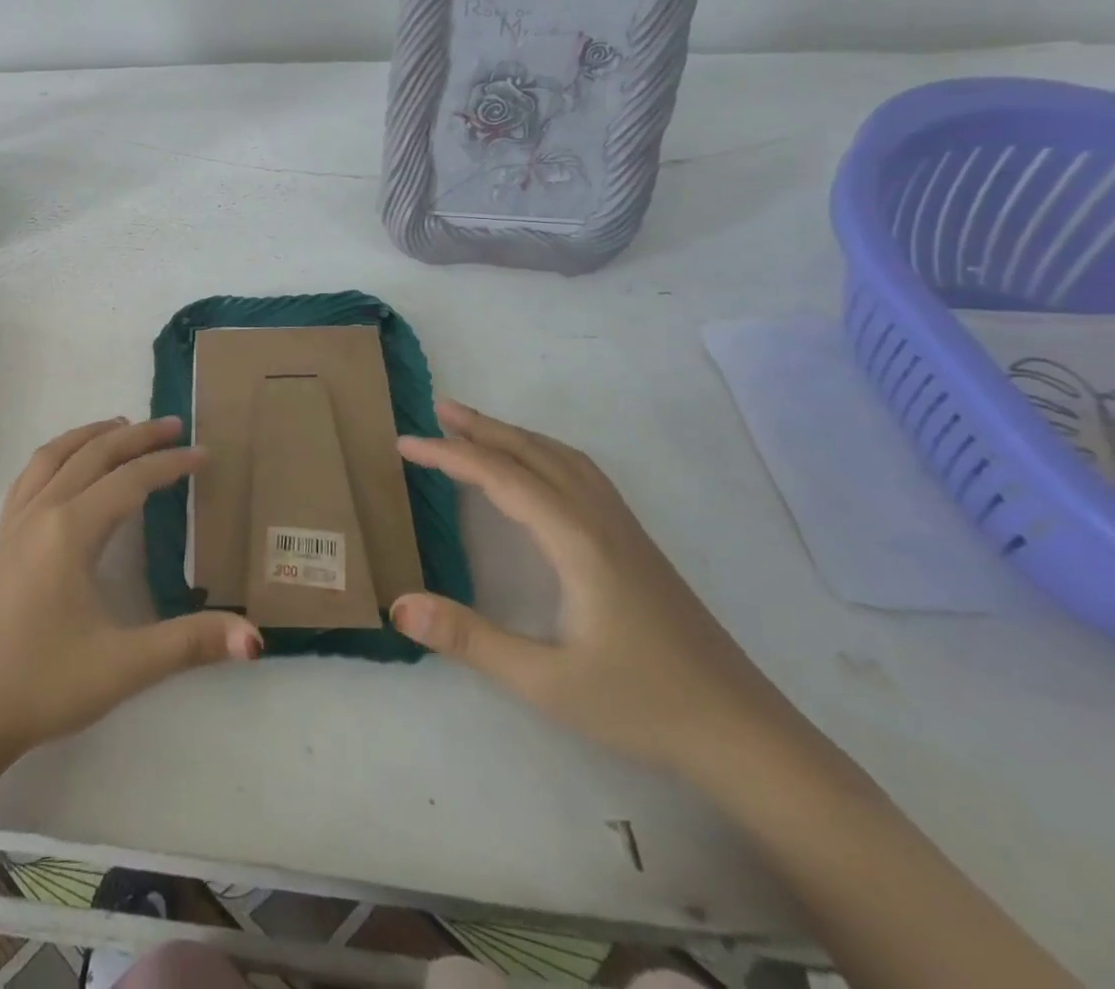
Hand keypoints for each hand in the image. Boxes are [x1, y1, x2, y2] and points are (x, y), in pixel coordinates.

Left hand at [0, 417, 261, 765]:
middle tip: (172, 425)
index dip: (169, 464)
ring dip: (90, 436)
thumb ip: (190, 644)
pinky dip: (56, 455)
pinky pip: (30, 477)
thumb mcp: (124, 666)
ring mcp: (14, 524)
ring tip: (120, 425)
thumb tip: (255, 638)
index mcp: (70, 530)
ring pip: (53, 457)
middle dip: (134, 436)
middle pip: (92, 455)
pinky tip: (65, 466)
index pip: (129, 481)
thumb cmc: (43, 685)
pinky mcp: (1, 542)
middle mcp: (41, 513)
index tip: (203, 453)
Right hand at [390, 400, 796, 777]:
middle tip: (437, 410)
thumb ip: (469, 640)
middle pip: (535, 454)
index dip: (449, 454)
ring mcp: (624, 529)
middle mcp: (600, 520)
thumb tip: (398, 606)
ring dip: (516, 435)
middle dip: (483, 427)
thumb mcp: (545, 683)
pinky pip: (581, 474)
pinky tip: (536, 469)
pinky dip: (544, 452)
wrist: (745, 735)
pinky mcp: (636, 544)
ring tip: (476, 427)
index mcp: (577, 541)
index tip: (404, 443)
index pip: (501, 477)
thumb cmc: (642, 706)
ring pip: (563, 458)